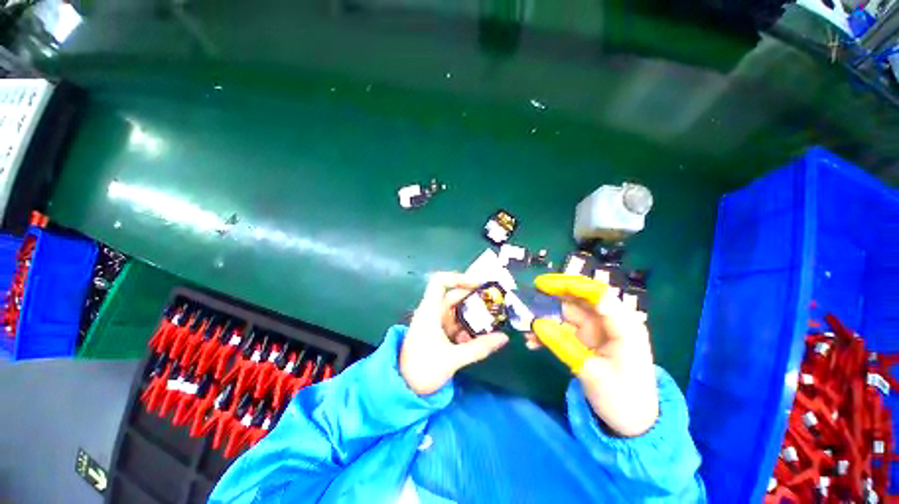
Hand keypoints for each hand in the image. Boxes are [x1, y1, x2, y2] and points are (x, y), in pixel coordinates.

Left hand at [399, 272, 509, 395]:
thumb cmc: (423, 370)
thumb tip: (504, 338)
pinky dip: (466, 326)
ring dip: (472, 314)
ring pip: (456, 310)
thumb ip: (479, 348)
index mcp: (429, 311)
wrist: (404, 388)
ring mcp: (434, 321)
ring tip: (490, 320)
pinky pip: (455, 322)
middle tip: (495, 301)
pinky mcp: (437, 331)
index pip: (439, 282)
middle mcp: (431, 312)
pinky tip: (475, 338)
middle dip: (473, 298)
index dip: (458, 278)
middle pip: (453, 295)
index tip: (477, 285)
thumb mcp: (453, 359)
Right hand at [529, 274, 658, 436]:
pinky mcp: (584, 340)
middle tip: (528, 297)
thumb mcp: (592, 373)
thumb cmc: (622, 399)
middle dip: (552, 298)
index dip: (571, 285)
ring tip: (526, 325)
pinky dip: (547, 334)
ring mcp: (594, 331)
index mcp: (623, 326)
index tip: (544, 284)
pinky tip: (532, 342)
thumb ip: (563, 345)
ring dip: (546, 318)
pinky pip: (562, 330)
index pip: (597, 295)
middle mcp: (608, 323)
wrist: (632, 422)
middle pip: (578, 300)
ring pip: (566, 314)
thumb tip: (536, 323)